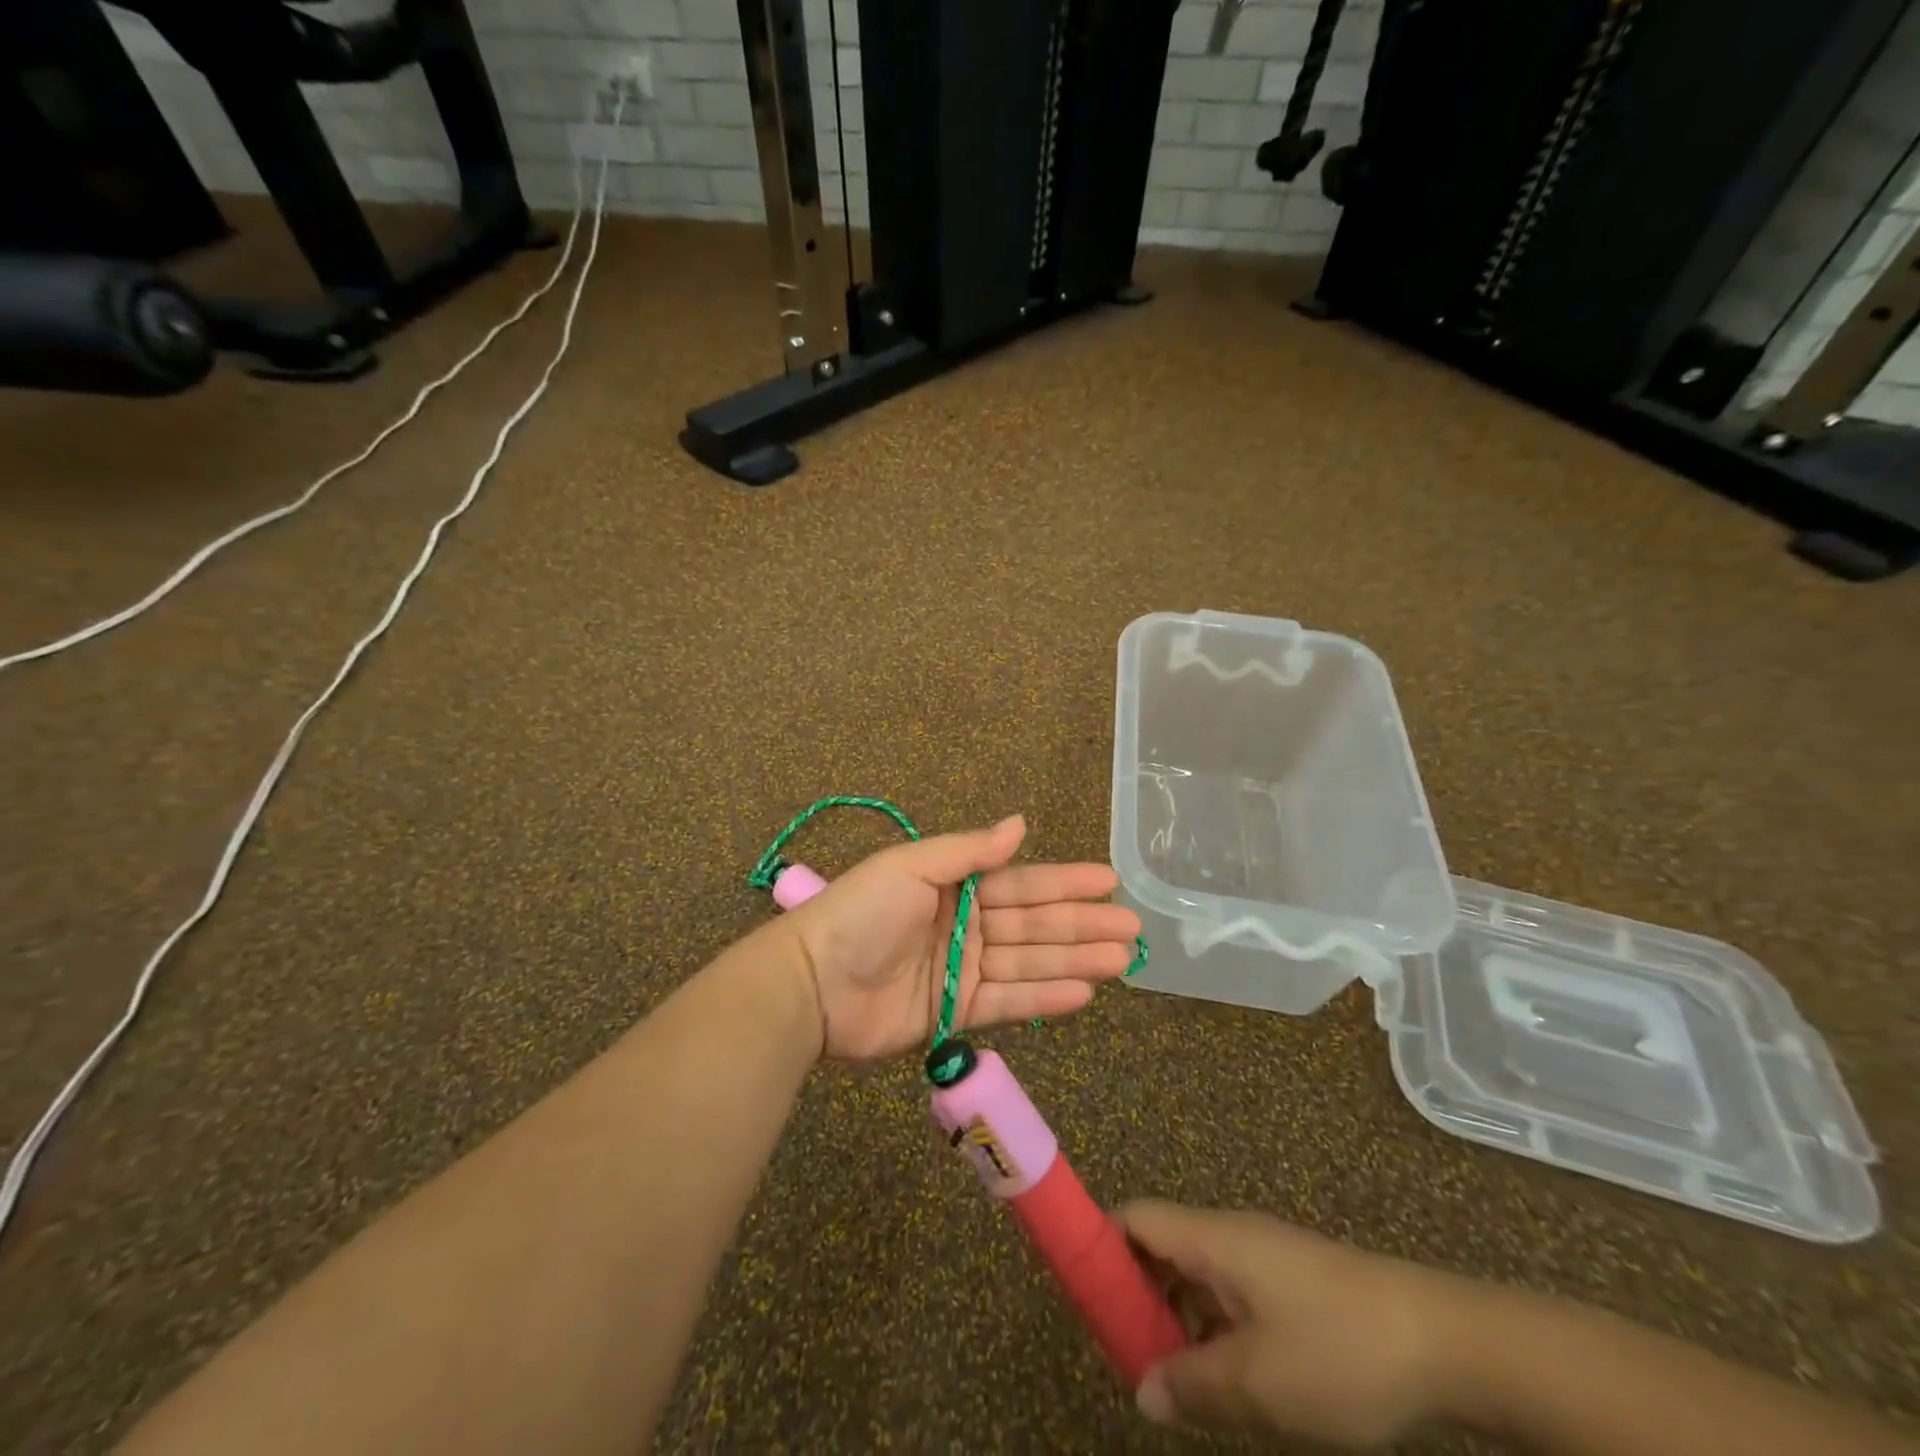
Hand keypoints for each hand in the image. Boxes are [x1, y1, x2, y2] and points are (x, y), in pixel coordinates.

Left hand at [782, 814, 1139, 1062]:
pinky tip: (1083, 993)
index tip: (1110, 881)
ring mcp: (962, 971)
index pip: (1022, 883)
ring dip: (1075, 961)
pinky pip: (1008, 1003)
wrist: (812, 983)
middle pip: (1034, 924)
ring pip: (1029, 963)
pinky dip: (1044, 998)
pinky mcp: (956, 1013)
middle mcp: (965, 925)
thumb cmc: (862, 913)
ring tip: (1121, 962)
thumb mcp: (912, 866)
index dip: (1065, 882)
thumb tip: (1020, 824)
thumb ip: (969, 851)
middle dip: (1082, 924)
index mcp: (955, 886)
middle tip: (1132, 929)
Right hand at [1121, 1201, 1461, 1448]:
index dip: (1101, 1246)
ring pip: (1196, 1275)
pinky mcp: (1291, 1284)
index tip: (1085, 1298)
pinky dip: (1213, 1328)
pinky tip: (1226, 1381)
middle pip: (1160, 1246)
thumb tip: (1143, 1391)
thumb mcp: (1260, 1383)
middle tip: (1126, 1356)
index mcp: (1211, 1238)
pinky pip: (1230, 1295)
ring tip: (1172, 1381)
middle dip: (1136, 1296)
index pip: (1135, 1218)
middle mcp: (1230, 1236)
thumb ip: (1193, 1384)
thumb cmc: (1339, 1351)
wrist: (1444, 1342)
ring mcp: (1263, 1258)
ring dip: (1176, 1319)